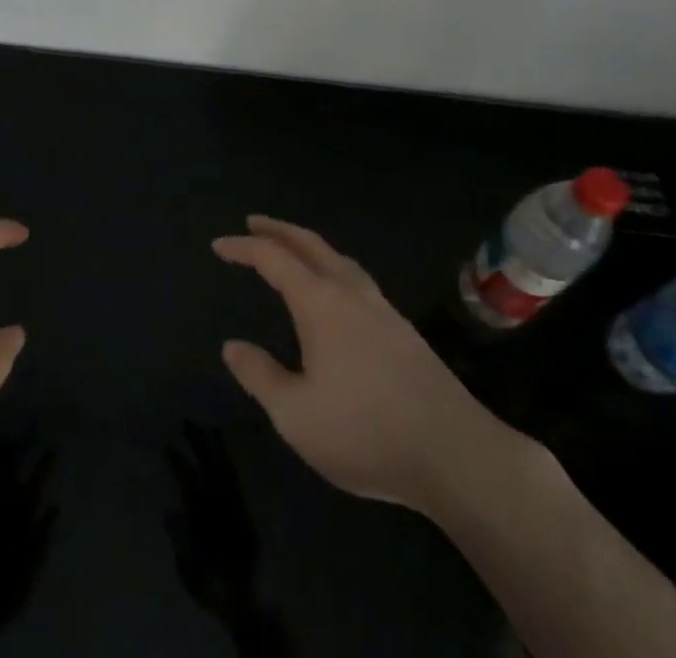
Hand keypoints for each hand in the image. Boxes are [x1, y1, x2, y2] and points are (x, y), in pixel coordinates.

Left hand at [0, 430, 57, 655]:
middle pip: (13, 465)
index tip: (53, 446)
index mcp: (22, 512)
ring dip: (2, 450)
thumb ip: (44, 532)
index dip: (45, 461)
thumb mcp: (34, 562)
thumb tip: (55, 506)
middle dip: (22, 442)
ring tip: (8, 434)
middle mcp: (3, 502)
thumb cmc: (9, 586)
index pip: (37, 478)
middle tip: (30, 425)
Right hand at [166, 424, 290, 657]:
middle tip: (187, 421)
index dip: (177, 460)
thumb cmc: (215, 585)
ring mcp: (236, 502)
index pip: (187, 477)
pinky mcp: (247, 508)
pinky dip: (230, 460)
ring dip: (216, 446)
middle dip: (198, 440)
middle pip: (208, 463)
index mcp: (203, 512)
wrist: (251, 599)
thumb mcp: (189, 568)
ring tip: (209, 428)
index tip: (168, 444)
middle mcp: (220, 500)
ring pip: (224, 465)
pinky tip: (226, 453)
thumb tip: (168, 511)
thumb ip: (179, 538)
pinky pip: (237, 476)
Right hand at [214, 215, 519, 515]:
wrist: (456, 453)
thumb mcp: (296, 415)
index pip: (273, 258)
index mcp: (320, 303)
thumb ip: (260, 376)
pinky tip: (336, 292)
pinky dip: (332, 266)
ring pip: (338, 258)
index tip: (219, 245)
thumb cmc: (366, 432)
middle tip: (253, 222)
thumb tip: (232, 346)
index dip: (243, 247)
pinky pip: (357, 278)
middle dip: (278, 229)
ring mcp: (382, 308)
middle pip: (310, 244)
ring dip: (309, 245)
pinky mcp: (404, 330)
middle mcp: (351, 292)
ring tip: (293, 250)